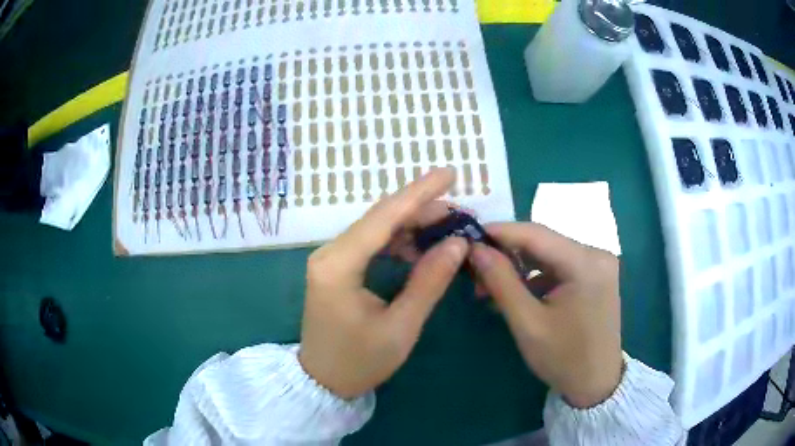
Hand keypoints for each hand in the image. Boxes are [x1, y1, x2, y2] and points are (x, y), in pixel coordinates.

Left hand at [298, 168, 467, 398]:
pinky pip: (370, 243)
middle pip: (379, 217)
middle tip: (459, 211)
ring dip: (411, 224)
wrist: (323, 380)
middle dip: (421, 208)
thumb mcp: (401, 327)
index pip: (384, 217)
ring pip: (376, 228)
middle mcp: (330, 253)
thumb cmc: (360, 361)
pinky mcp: (336, 267)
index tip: (450, 174)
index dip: (420, 193)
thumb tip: (457, 243)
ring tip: (447, 227)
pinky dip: (397, 241)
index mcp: (339, 266)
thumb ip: (429, 282)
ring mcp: (330, 259)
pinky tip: (420, 247)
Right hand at [469, 223, 622, 407]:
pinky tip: (516, 294)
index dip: (499, 232)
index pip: (536, 233)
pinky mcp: (594, 276)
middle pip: (543, 243)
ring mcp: (598, 264)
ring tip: (490, 289)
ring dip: (519, 268)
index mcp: (586, 263)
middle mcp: (596, 254)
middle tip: (475, 272)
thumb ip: (501, 282)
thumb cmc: (563, 358)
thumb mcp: (528, 323)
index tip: (467, 237)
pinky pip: (559, 267)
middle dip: (507, 255)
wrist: (596, 383)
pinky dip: (535, 277)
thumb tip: (475, 248)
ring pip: (549, 254)